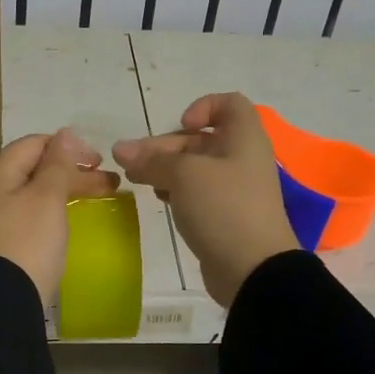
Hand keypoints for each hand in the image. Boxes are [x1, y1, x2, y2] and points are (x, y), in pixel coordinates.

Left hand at [0, 129, 119, 302]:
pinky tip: (65, 220)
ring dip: (63, 191)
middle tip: (109, 185)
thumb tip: (65, 134)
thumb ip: (58, 164)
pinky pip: (25, 215)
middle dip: (72, 172)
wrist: (1, 302)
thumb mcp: (47, 198)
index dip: (70, 148)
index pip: (35, 144)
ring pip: (31, 193)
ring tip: (93, 200)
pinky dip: (50, 211)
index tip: (100, 163)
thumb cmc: (28, 243)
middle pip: (33, 169)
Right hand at [113, 92, 298, 306]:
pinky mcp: (225, 216)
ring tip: (135, 180)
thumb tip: (120, 149)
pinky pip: (198, 194)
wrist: (253, 269)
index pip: (229, 104)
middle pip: (201, 139)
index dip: (203, 107)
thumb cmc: (224, 208)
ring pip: (195, 168)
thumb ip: (151, 160)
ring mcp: (235, 190)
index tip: (180, 125)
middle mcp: (242, 158)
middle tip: (130, 162)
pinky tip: (159, 199)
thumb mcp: (184, 175)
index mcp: (244, 138)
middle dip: (165, 146)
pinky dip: (177, 191)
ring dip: (165, 169)